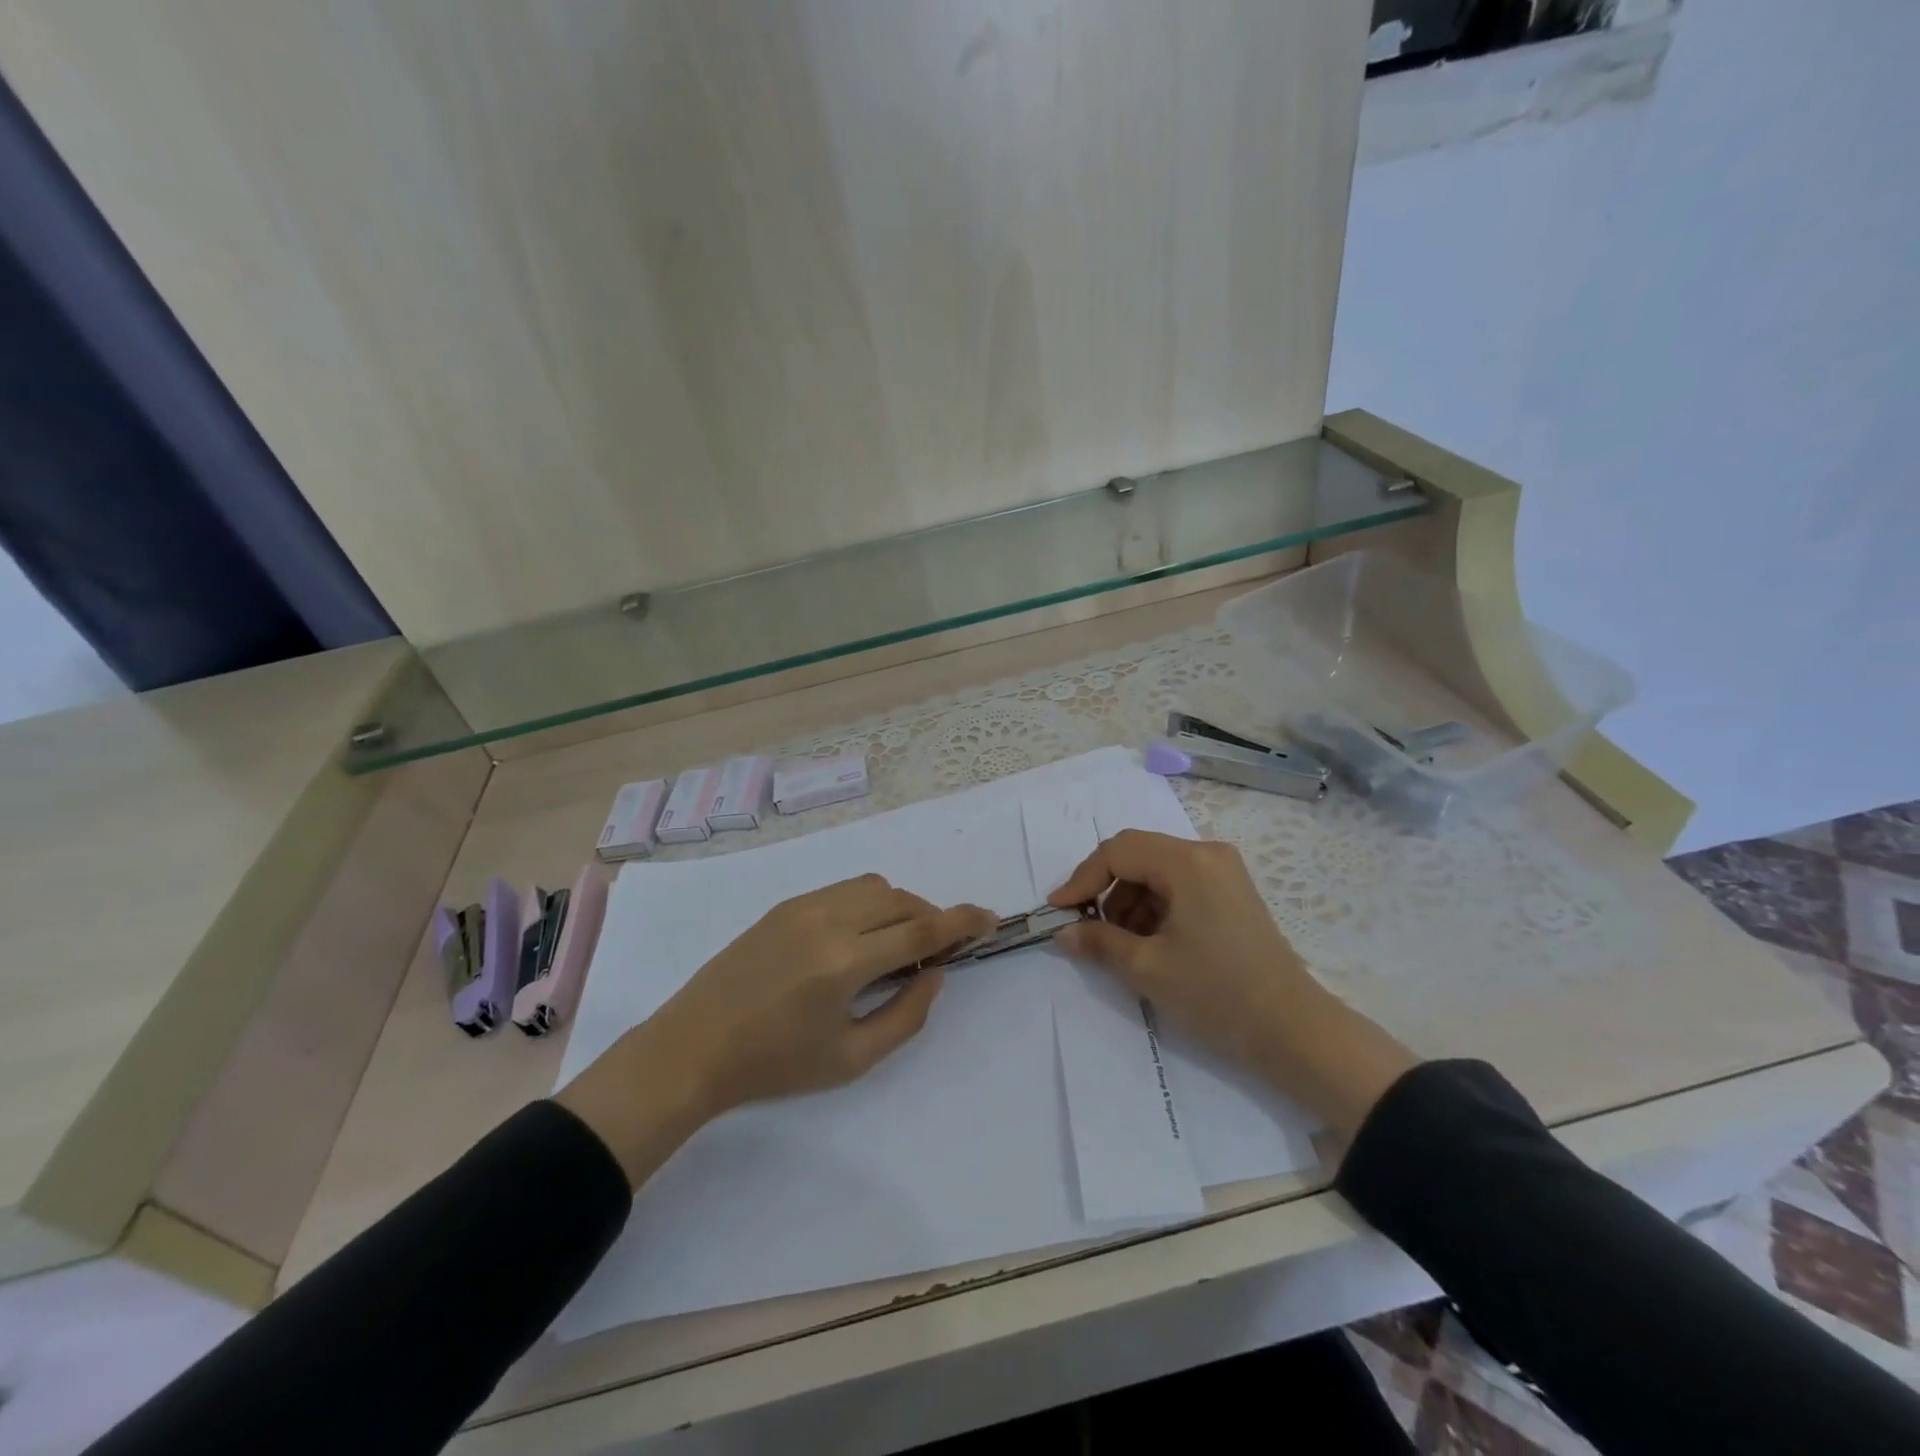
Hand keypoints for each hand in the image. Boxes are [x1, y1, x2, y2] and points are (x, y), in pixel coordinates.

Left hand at [558, 876, 992, 1184]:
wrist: (694, 1047)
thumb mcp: (851, 1058)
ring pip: (873, 886)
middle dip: (931, 917)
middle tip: (935, 952)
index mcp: (844, 963)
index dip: (962, 921)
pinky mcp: (784, 906)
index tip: (989, 918)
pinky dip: (868, 904)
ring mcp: (802, 907)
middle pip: (901, 899)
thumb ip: (906, 1014)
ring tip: (895, 945)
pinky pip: (843, 889)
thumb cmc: (775, 1065)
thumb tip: (934, 972)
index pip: (920, 927)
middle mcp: (827, 921)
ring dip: (899, 907)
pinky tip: (857, 939)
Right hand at [1049, 831, 1416, 1137]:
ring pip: (1157, 872)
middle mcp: (1207, 854)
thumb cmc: (1217, 993)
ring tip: (1120, 945)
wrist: (1294, 1031)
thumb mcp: (1148, 968)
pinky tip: (1149, 943)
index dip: (1082, 878)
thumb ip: (1098, 941)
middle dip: (1105, 890)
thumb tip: (1062, 932)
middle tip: (1087, 928)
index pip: (1118, 851)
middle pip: (1138, 856)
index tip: (1058, 911)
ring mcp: (1224, 872)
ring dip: (1129, 902)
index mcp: (1188, 862)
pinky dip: (1155, 908)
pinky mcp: (1232, 893)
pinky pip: (1179, 886)